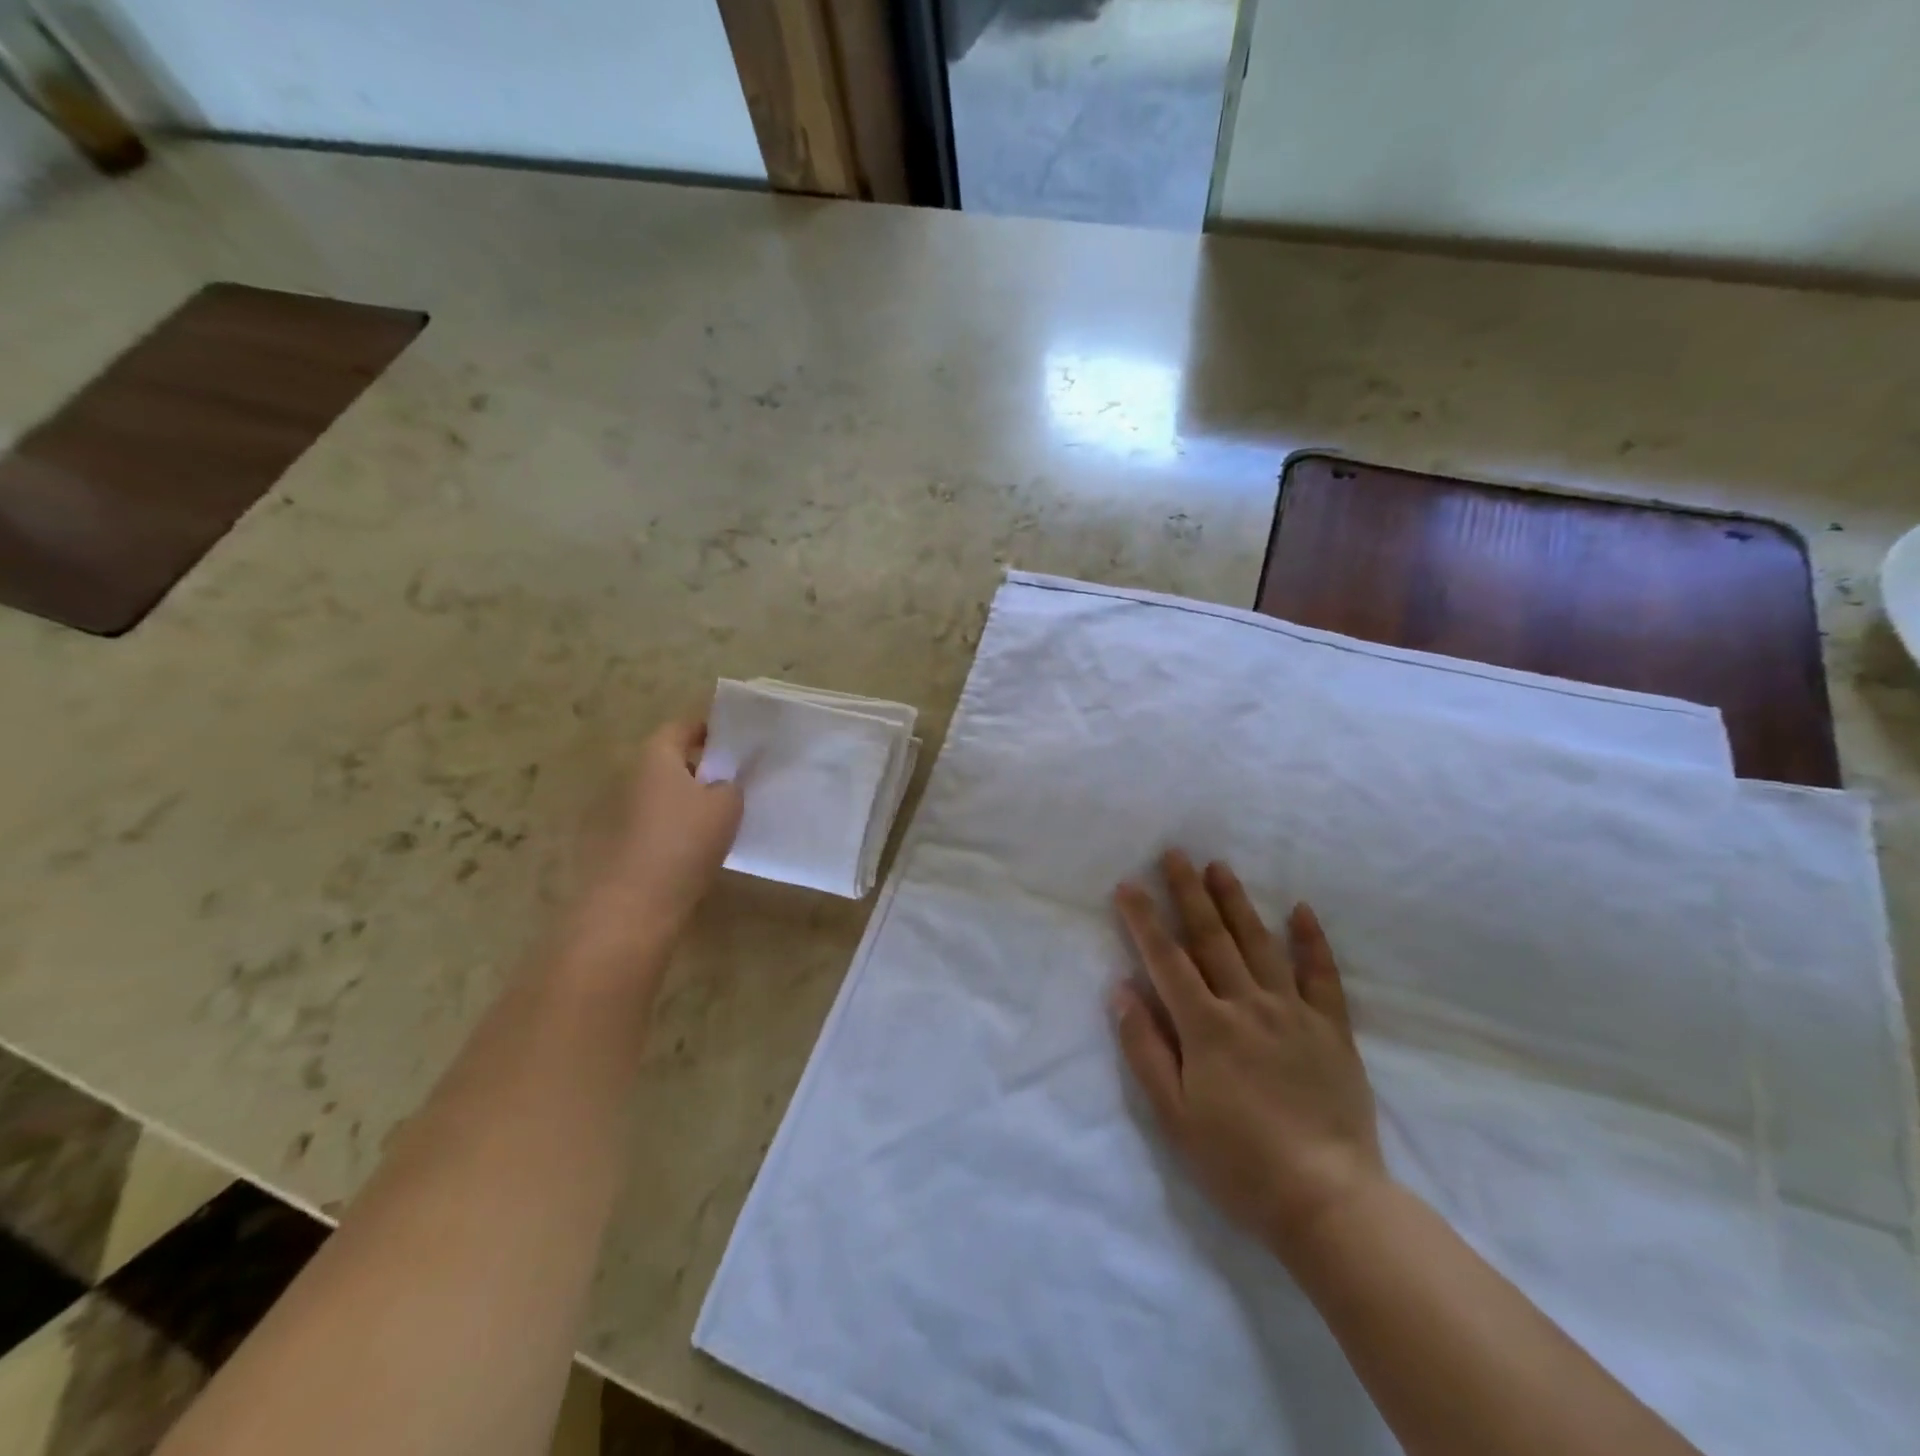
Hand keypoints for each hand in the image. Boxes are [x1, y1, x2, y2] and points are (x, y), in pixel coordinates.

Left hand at [565, 718, 743, 965]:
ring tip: (726, 810)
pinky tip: (703, 841)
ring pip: (667, 791)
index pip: (684, 726)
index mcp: (656, 755)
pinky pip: (659, 819)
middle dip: (704, 764)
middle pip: (674, 759)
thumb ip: (731, 784)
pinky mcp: (624, 841)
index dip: (712, 729)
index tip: (740, 740)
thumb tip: (723, 784)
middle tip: (739, 776)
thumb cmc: (684, 841)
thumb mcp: (727, 805)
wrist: (635, 904)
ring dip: (692, 796)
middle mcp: (634, 775)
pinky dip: (680, 822)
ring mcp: (623, 809)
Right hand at [1111, 851, 1386, 1265]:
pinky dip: (1311, 941)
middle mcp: (1247, 1006)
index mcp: (1206, 1027)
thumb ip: (1145, 1048)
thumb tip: (1121, 990)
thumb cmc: (1238, 1162)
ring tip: (1220, 867)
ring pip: (1260, 944)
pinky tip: (1301, 910)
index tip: (1128, 885)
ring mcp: (1294, 1013)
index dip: (1144, 920)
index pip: (1166, 960)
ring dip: (1237, 902)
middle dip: (1188, 893)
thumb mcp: (1174, 1115)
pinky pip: (1322, 975)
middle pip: (1212, 939)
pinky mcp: (1332, 1030)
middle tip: (1175, 854)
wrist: (1328, 1201)